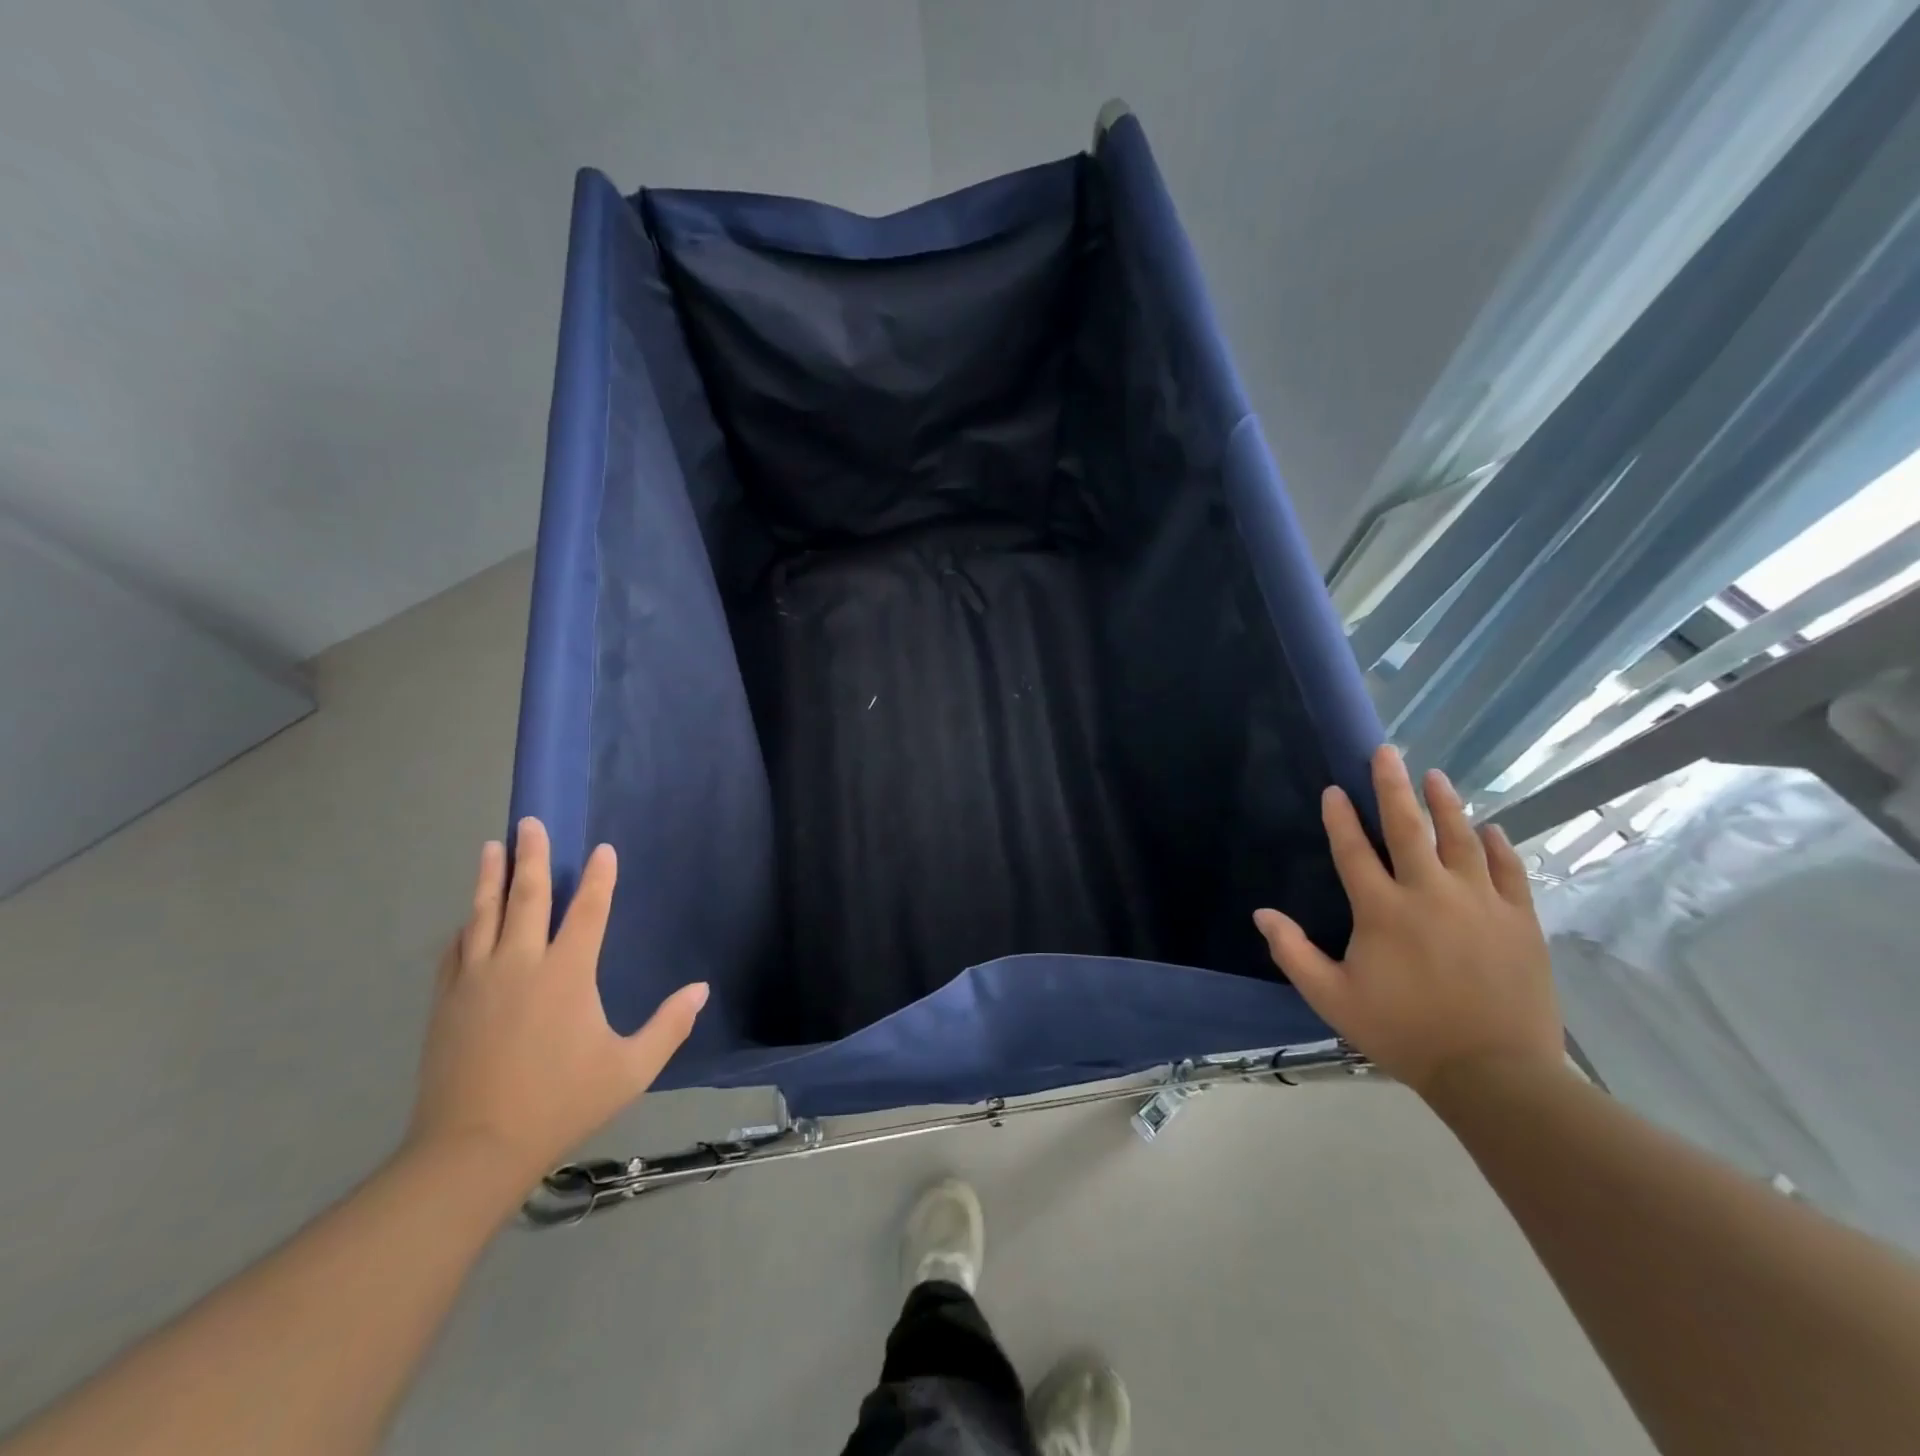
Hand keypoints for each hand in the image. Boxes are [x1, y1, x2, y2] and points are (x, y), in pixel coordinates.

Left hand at [406, 818, 707, 1193]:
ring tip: (492, 846)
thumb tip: (701, 990)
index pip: (588, 910)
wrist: (472, 1149)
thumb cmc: (561, 1103)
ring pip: (484, 914)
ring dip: (490, 878)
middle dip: (532, 856)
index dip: (599, 877)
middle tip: (531, 822)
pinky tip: (467, 917)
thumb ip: (669, 1026)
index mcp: (567, 974)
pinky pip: (456, 950)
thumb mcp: (630, 1069)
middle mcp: (521, 963)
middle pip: (527, 896)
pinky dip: (465, 926)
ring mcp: (477, 980)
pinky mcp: (447, 1002)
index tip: (602, 849)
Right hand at [1254, 745, 1564, 1097]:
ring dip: (1445, 804)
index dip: (1340, 817)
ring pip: (1460, 838)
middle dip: (1393, 786)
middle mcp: (1429, 893)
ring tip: (1436, 777)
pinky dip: (1498, 845)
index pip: (1353, 850)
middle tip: (1387, 752)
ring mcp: (1480, 903)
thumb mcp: (1332, 999)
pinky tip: (1490, 828)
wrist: (1495, 1073)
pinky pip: (1508, 870)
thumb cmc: (1403, 1032)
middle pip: (1408, 827)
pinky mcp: (1519, 920)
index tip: (1334, 789)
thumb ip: (1293, 953)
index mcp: (1382, 910)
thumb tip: (1262, 914)